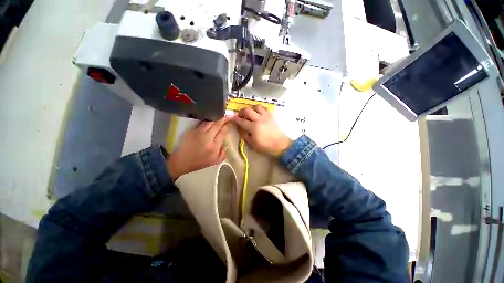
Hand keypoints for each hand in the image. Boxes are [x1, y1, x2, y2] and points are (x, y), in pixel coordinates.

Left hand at [167, 117, 230, 179]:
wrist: (182, 162)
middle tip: (228, 115)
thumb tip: (226, 144)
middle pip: (216, 125)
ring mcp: (198, 133)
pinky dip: (207, 120)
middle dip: (223, 119)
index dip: (227, 126)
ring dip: (215, 118)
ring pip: (209, 122)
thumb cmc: (200, 163)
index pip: (222, 133)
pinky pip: (201, 123)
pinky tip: (210, 118)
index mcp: (213, 147)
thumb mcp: (215, 162)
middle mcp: (207, 138)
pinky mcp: (191, 131)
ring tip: (220, 115)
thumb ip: (223, 153)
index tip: (230, 122)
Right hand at [233, 105, 291, 156]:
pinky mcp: (271, 115)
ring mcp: (266, 116)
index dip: (235, 119)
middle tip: (240, 115)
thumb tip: (239, 127)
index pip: (241, 120)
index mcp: (253, 127)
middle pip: (247, 110)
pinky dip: (259, 108)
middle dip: (241, 111)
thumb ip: (244, 134)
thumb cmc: (265, 146)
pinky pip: (264, 107)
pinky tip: (258, 113)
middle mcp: (259, 119)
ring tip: (250, 113)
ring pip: (256, 106)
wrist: (280, 144)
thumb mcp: (252, 143)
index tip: (232, 118)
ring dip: (251, 108)